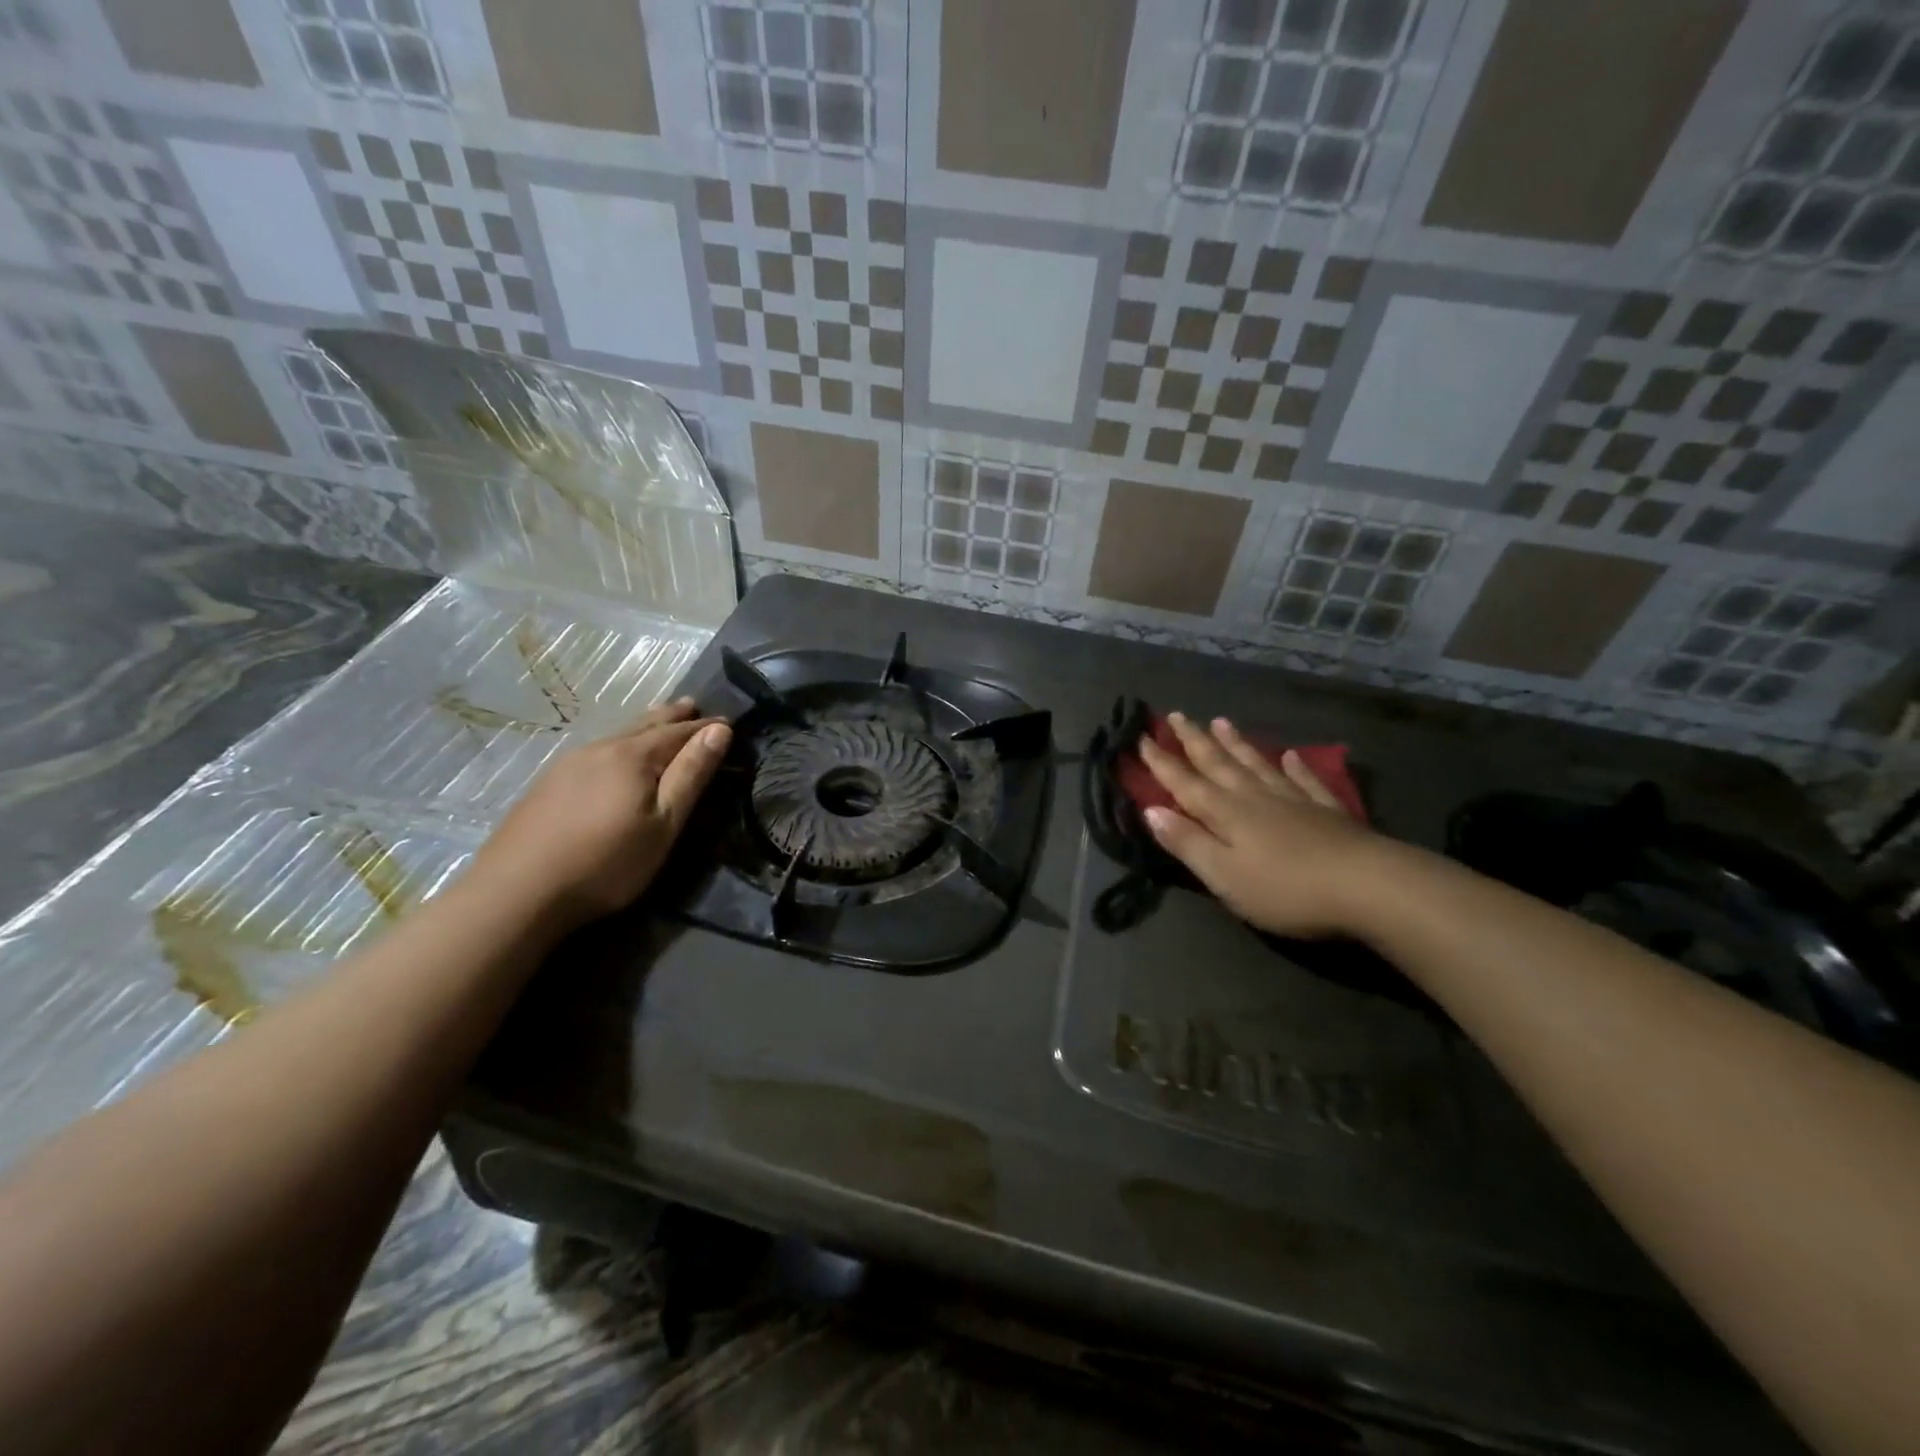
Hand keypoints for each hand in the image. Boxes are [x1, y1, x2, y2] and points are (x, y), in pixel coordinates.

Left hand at [468, 698, 730, 931]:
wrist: (517, 892)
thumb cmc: (606, 862)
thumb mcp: (663, 823)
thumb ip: (691, 775)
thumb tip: (719, 730)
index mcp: (633, 756)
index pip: (679, 732)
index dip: (705, 728)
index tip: (728, 722)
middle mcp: (601, 749)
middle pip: (644, 725)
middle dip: (672, 716)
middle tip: (692, 704)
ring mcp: (568, 764)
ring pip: (617, 736)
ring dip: (644, 726)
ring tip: (659, 720)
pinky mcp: (548, 783)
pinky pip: (596, 750)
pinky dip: (619, 744)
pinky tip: (615, 754)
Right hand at [1139, 712, 1386, 937]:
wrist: (1369, 886)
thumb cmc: (1285, 889)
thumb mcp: (1223, 875)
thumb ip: (1187, 842)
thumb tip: (1151, 810)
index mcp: (1226, 813)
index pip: (1185, 783)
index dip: (1162, 762)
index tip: (1142, 738)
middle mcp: (1255, 797)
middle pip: (1219, 764)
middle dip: (1194, 740)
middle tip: (1177, 715)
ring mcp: (1294, 801)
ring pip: (1257, 764)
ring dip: (1236, 743)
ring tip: (1221, 720)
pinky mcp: (1327, 812)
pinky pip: (1305, 781)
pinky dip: (1295, 767)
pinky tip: (1290, 755)